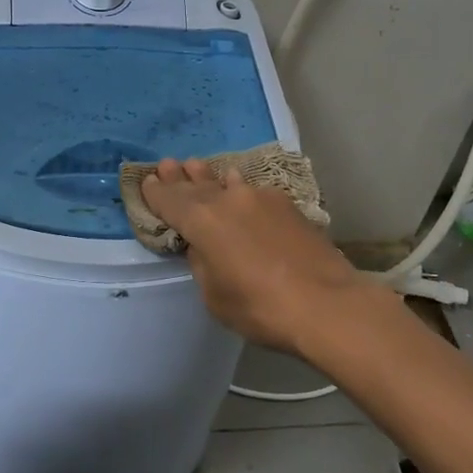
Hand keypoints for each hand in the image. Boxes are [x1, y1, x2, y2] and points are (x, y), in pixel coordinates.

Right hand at [139, 157, 386, 354]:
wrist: (326, 303)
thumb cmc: (261, 307)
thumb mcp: (215, 295)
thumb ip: (203, 263)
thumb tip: (204, 246)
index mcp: (201, 221)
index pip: (170, 201)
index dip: (156, 193)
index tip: (147, 182)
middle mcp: (227, 200)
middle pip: (196, 186)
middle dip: (180, 178)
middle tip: (167, 164)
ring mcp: (260, 198)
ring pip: (225, 183)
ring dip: (208, 177)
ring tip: (196, 166)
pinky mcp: (286, 205)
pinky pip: (252, 190)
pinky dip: (238, 188)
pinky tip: (237, 184)